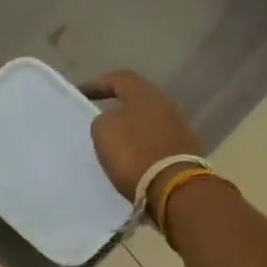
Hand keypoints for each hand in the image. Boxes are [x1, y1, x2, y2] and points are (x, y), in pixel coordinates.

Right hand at [86, 70, 203, 211]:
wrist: (173, 187)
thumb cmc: (134, 154)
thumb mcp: (104, 132)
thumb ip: (103, 120)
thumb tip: (111, 121)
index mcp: (145, 94)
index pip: (119, 79)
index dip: (98, 84)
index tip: (81, 93)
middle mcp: (166, 105)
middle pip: (138, 100)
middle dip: (119, 108)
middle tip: (101, 119)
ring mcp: (179, 128)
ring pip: (149, 122)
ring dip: (133, 130)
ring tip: (116, 144)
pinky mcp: (185, 151)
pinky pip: (157, 143)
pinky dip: (144, 148)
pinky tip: (134, 160)